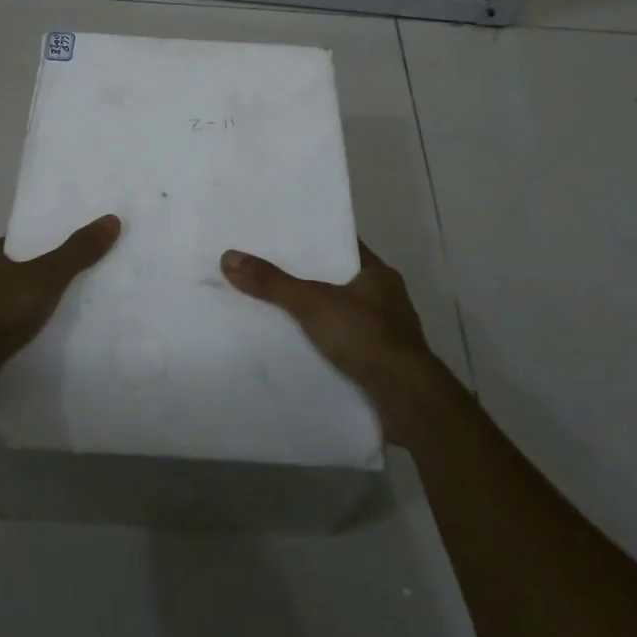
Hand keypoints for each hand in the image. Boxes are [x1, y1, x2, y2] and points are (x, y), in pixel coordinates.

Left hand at [0, 214, 122, 404]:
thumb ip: (77, 252)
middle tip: (65, 284)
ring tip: (52, 318)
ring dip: (19, 311)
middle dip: (31, 279)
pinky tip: (30, 345)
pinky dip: (10, 338)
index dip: (39, 245)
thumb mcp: (46, 276)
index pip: (16, 244)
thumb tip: (111, 220)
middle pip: (8, 274)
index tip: (64, 251)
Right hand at [221, 240, 450, 442]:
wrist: (407, 402)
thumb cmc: (366, 337)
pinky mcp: (381, 366)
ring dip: (316, 316)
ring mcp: (387, 335)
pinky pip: (345, 347)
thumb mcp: (313, 303)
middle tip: (268, 270)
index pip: (343, 245)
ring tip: (275, 310)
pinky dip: (324, 347)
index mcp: (378, 274)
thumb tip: (229, 257)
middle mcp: (386, 299)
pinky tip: (297, 349)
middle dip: (308, 279)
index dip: (315, 238)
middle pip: (339, 280)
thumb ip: (273, 283)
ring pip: (342, 315)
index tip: (283, 235)